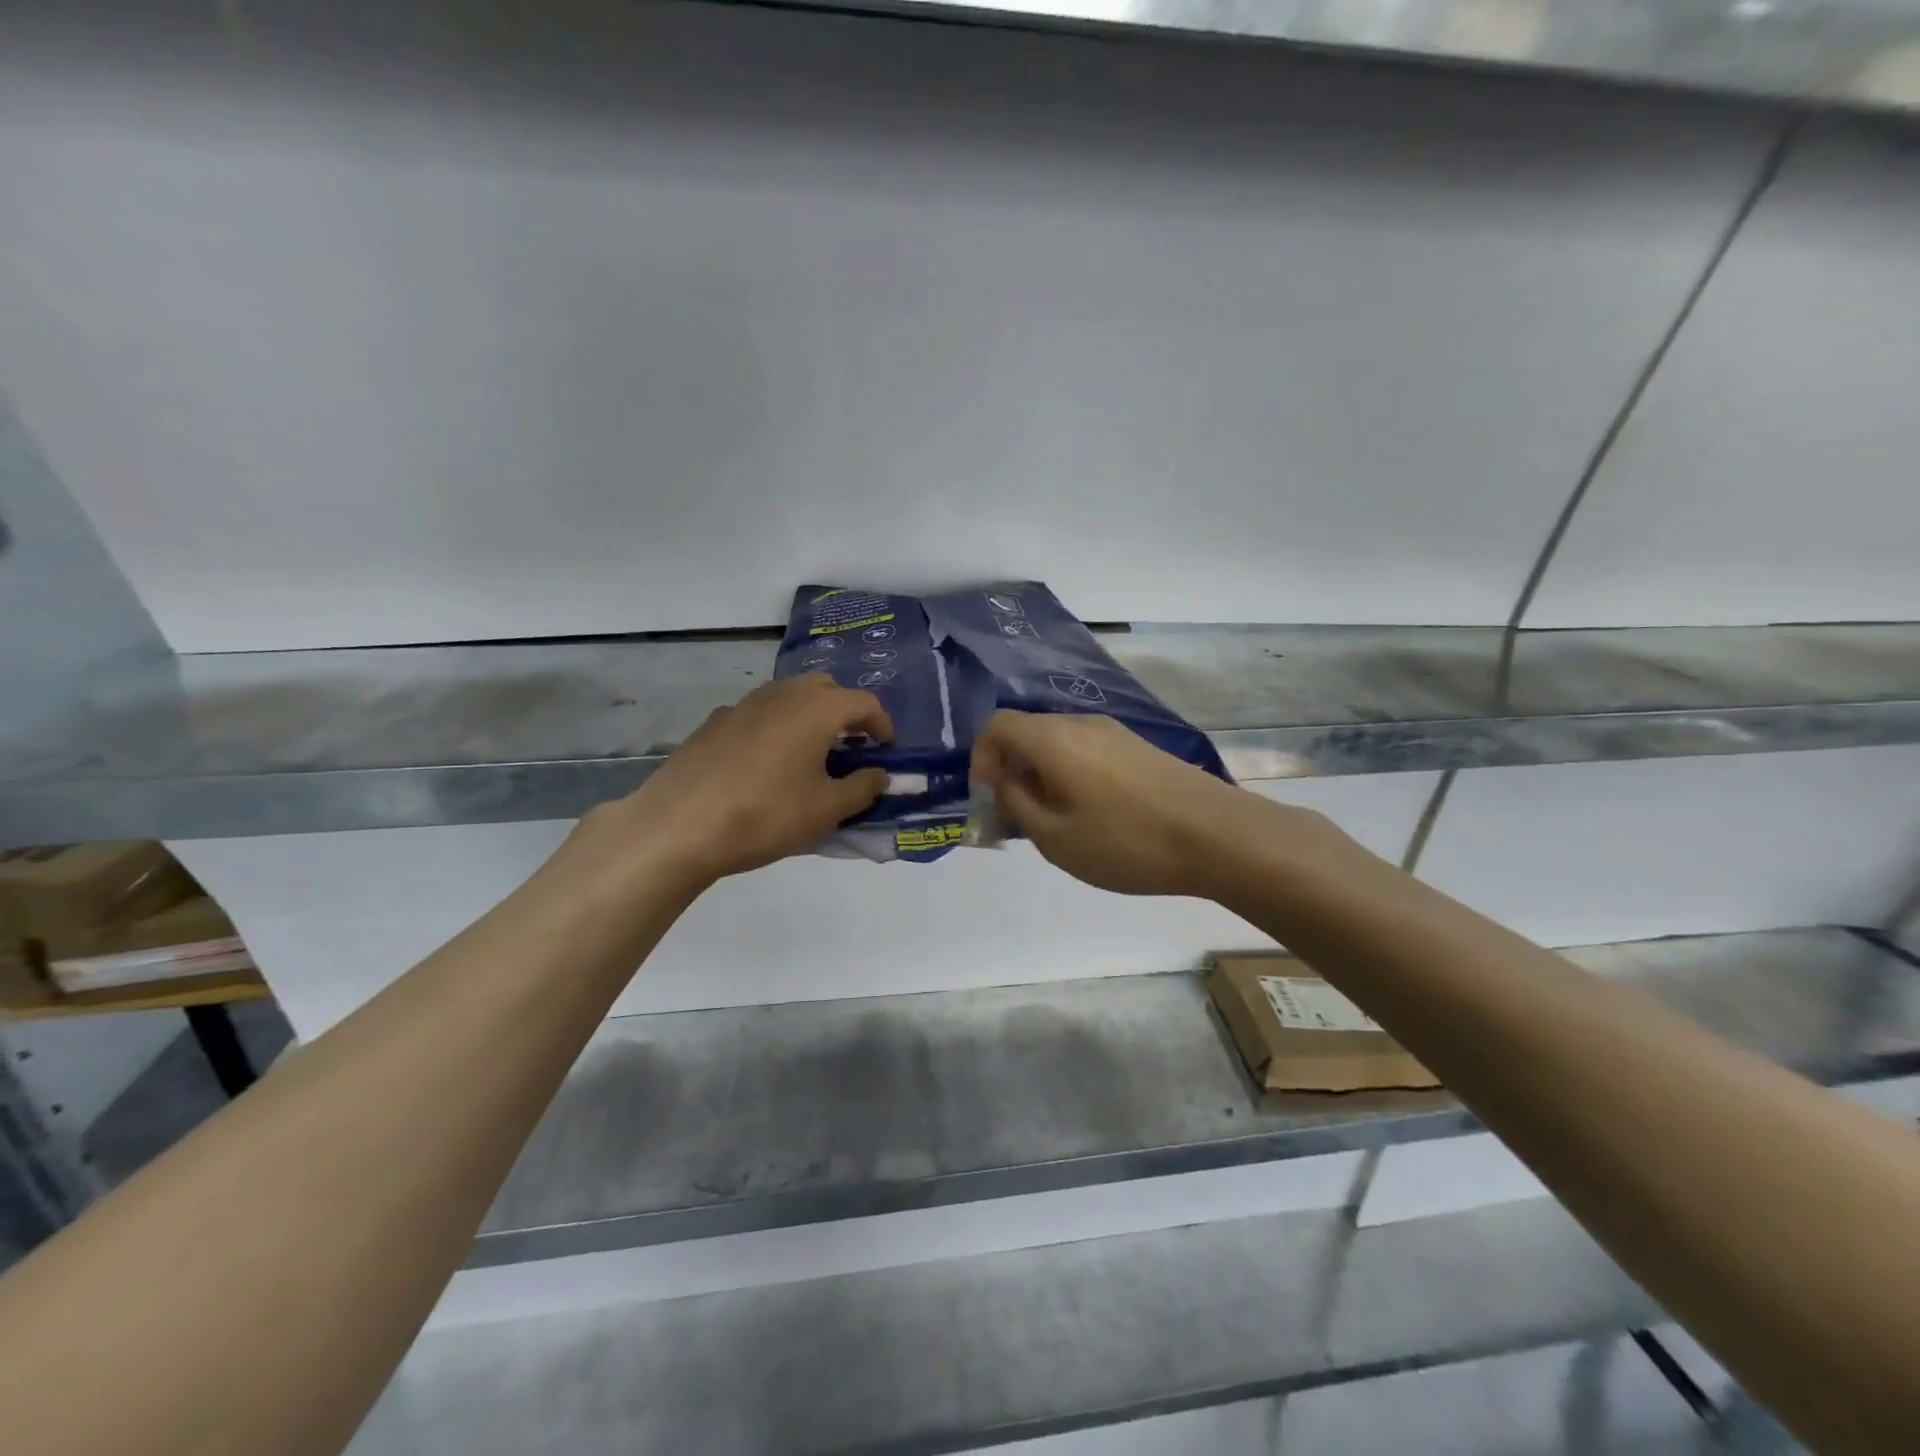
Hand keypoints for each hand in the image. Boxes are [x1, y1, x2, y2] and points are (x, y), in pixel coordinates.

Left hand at [571, 675, 892, 894]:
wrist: (679, 826)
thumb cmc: (766, 815)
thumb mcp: (826, 810)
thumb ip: (862, 788)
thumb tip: (880, 775)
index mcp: (816, 709)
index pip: (864, 703)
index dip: (882, 725)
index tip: (887, 751)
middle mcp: (781, 694)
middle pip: (825, 688)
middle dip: (845, 712)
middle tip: (851, 747)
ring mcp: (743, 704)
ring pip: (789, 697)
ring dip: (809, 717)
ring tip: (811, 755)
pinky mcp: (714, 722)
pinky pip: (759, 714)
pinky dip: (776, 727)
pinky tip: (766, 764)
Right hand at [969, 710, 1260, 897]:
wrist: (1218, 835)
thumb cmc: (1127, 841)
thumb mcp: (1055, 838)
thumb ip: (1017, 805)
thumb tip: (1004, 783)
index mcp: (1053, 739)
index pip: (997, 725)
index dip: (981, 758)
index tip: (990, 798)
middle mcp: (1081, 723)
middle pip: (1028, 732)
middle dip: (1011, 770)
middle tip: (1018, 817)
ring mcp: (1114, 732)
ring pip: (1058, 744)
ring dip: (1042, 776)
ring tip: (1055, 822)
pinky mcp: (1138, 747)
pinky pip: (1086, 751)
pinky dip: (1071, 775)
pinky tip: (1092, 815)